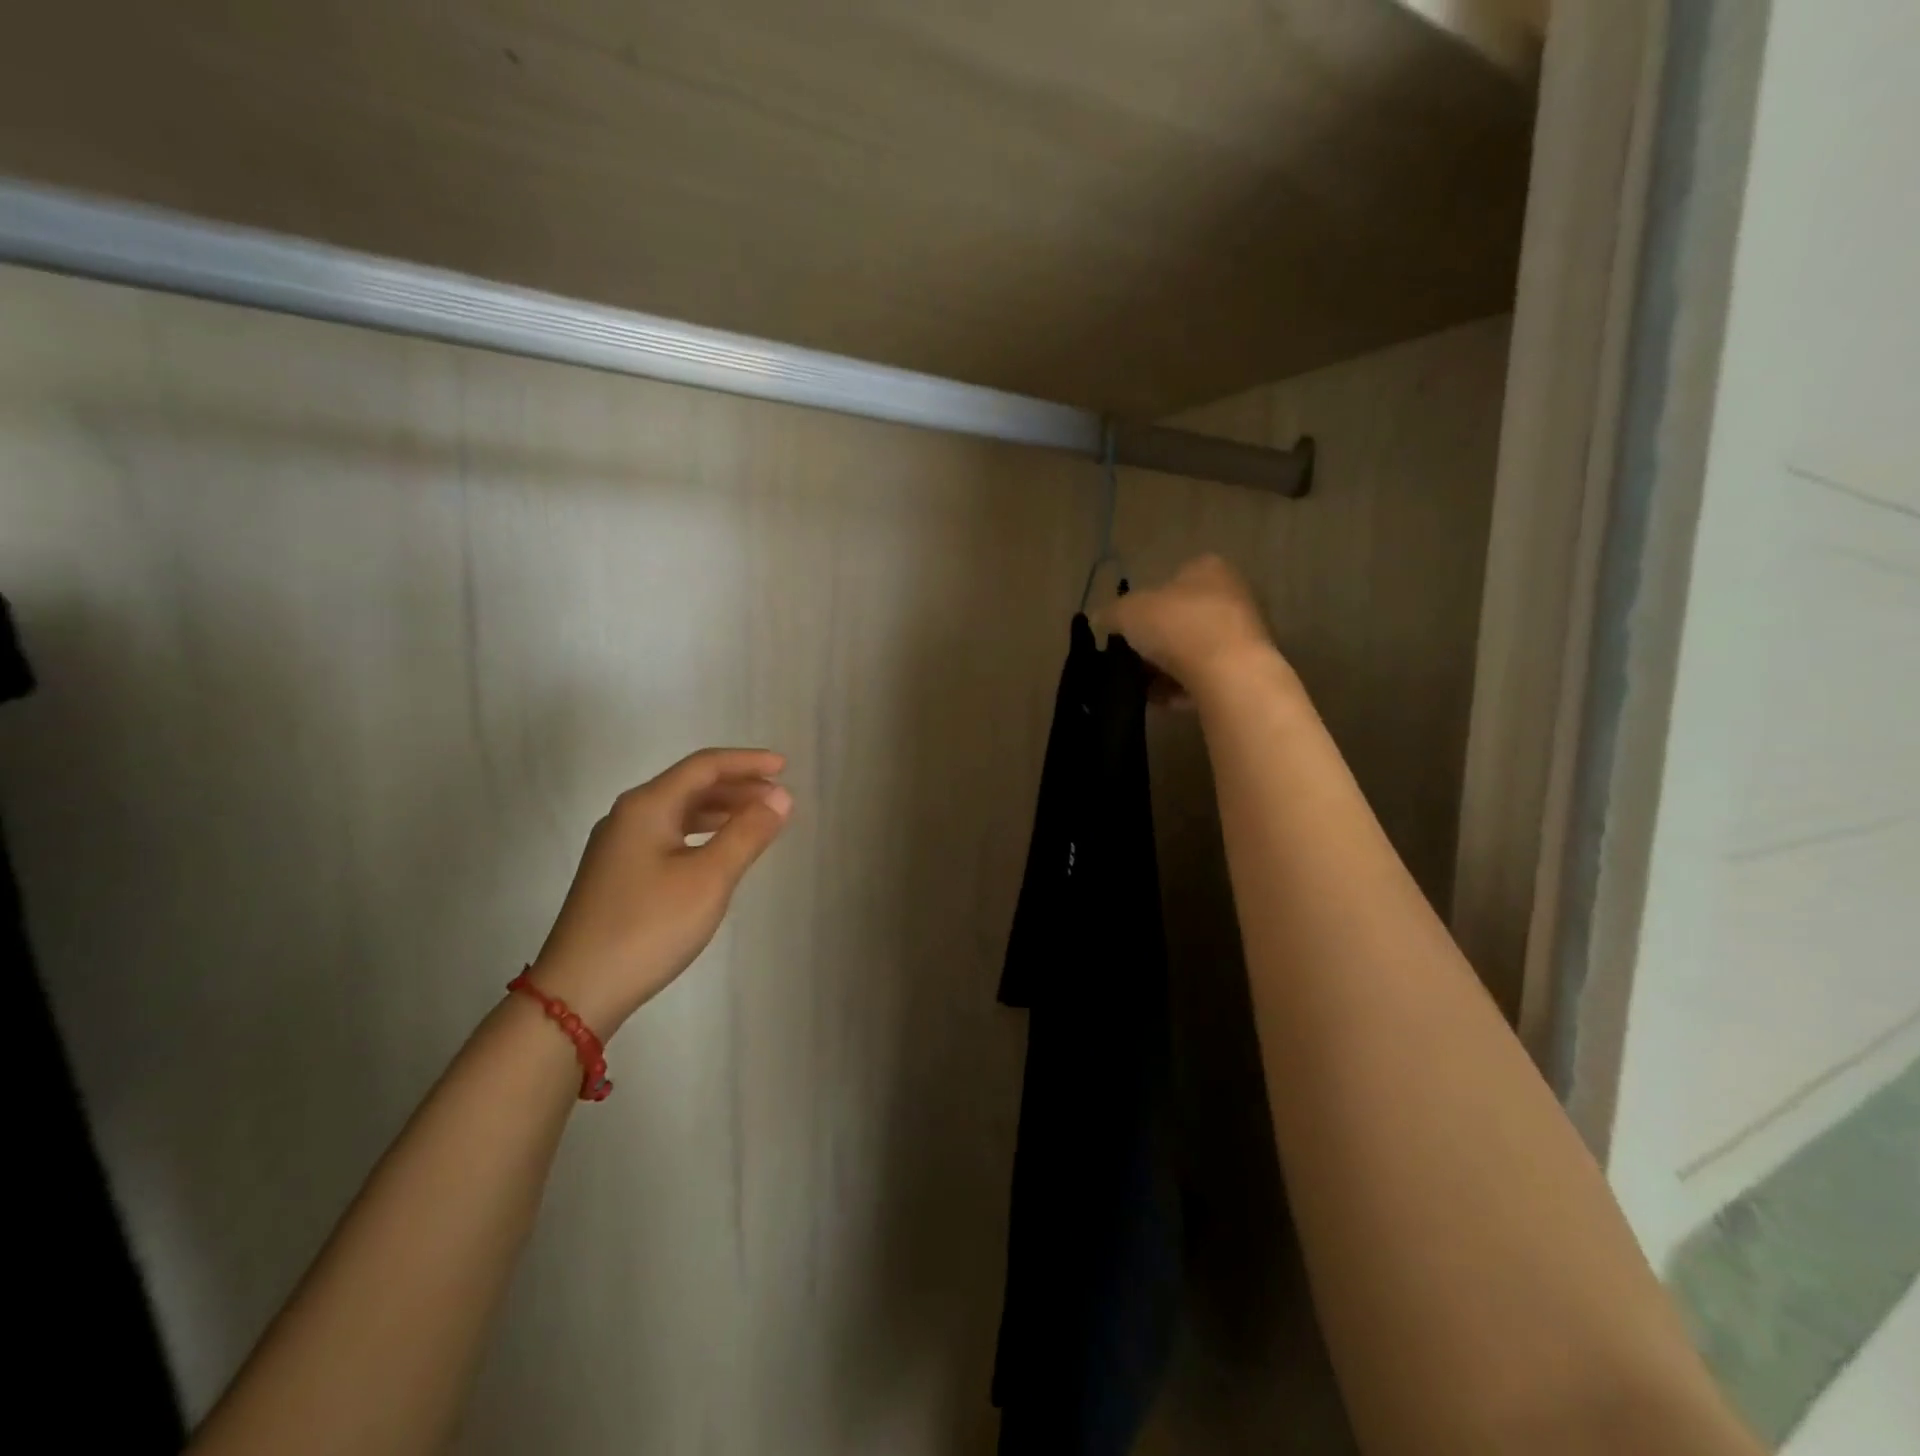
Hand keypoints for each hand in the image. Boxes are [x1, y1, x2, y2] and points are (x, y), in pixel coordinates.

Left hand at [528, 748, 792, 1036]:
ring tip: (758, 820)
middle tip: (778, 798)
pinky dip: (702, 833)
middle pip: (690, 785)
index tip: (785, 767)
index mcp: (647, 806)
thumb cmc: (649, 926)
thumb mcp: (709, 878)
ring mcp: (619, 845)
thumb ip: (748, 832)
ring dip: (721, 810)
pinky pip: (669, 835)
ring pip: (679, 812)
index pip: (704, 766)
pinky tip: (719, 850)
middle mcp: (629, 816)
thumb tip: (780, 796)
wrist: (578, 990)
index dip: (747, 762)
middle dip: (737, 786)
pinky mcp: (618, 873)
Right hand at [1096, 555, 1295, 703]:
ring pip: (1192, 651)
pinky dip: (1182, 689)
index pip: (1170, 581)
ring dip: (1165, 669)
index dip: (1143, 606)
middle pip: (1182, 619)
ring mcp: (1243, 634)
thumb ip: (1110, 613)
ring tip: (1142, 685)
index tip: (1126, 631)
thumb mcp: (1126, 612)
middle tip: (1131, 660)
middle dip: (1155, 642)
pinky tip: (1162, 701)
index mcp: (1207, 569)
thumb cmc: (1177, 626)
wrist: (1228, 673)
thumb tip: (1101, 619)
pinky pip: (1204, 678)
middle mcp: (1232, 594)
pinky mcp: (1246, 670)